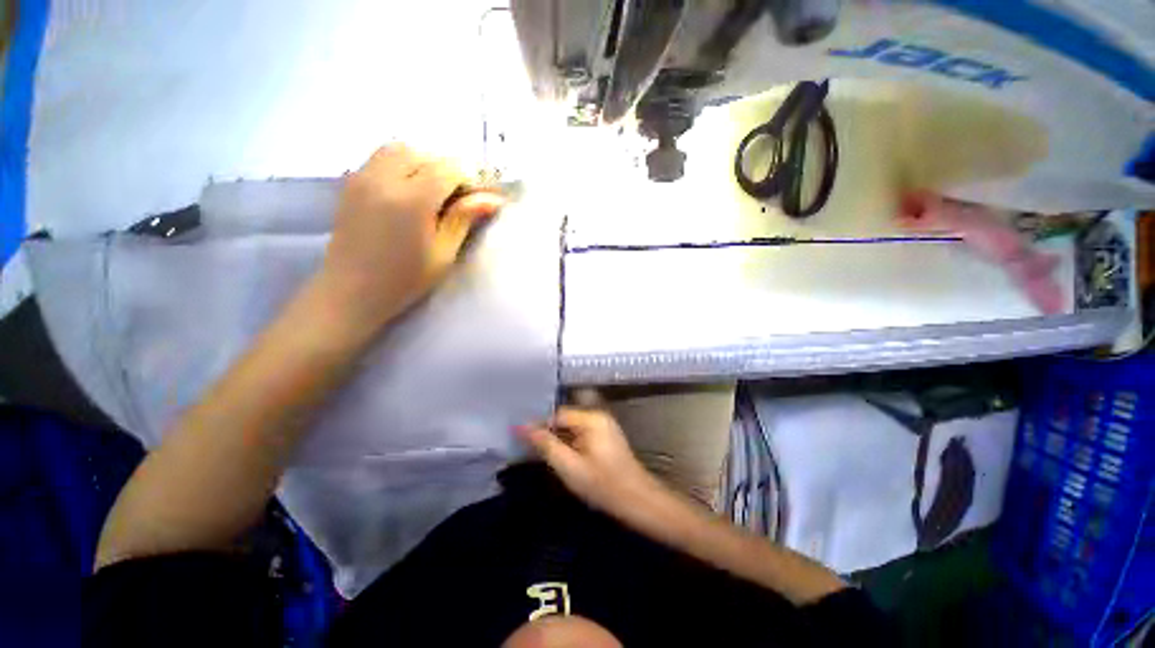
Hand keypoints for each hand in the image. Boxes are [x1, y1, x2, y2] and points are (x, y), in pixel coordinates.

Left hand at [319, 144, 505, 332]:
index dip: (471, 178)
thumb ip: (464, 219)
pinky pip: (381, 157)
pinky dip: (403, 163)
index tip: (483, 196)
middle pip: (425, 154)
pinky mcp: (351, 182)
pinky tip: (410, 188)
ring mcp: (363, 177)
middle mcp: (384, 179)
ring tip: (436, 189)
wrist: (350, 290)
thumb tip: (492, 199)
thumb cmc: (404, 280)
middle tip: (461, 196)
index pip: (449, 169)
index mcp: (412, 200)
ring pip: (400, 149)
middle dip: (448, 169)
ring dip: (424, 162)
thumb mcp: (443, 254)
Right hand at [519, 392, 663, 519]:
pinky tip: (563, 457)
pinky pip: (581, 433)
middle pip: (565, 418)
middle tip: (532, 450)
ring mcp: (604, 426)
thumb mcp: (569, 467)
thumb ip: (545, 445)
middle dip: (549, 432)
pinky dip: (570, 443)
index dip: (541, 426)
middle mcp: (599, 416)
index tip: (525, 442)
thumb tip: (521, 427)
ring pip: (572, 427)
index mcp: (591, 418)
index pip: (558, 414)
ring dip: (559, 439)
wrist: (638, 501)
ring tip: (544, 454)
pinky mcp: (606, 437)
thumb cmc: (602, 485)